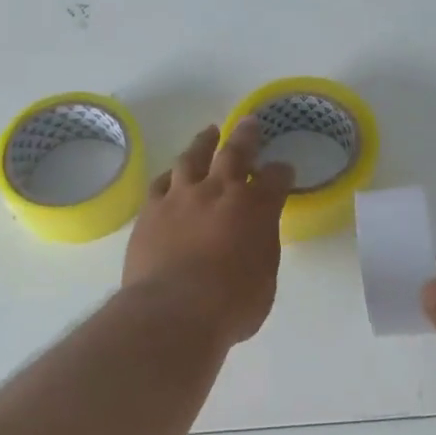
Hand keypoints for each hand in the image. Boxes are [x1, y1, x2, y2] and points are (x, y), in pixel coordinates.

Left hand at [123, 122, 294, 346]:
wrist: (173, 311)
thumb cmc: (231, 305)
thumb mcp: (264, 281)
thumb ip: (260, 251)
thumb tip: (254, 241)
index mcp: (257, 209)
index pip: (276, 179)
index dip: (281, 173)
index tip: (284, 170)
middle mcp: (221, 193)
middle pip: (236, 153)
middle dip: (246, 136)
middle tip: (249, 122)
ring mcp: (183, 198)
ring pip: (193, 157)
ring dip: (204, 143)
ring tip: (209, 132)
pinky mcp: (152, 210)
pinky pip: (161, 183)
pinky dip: (171, 175)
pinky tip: (173, 174)